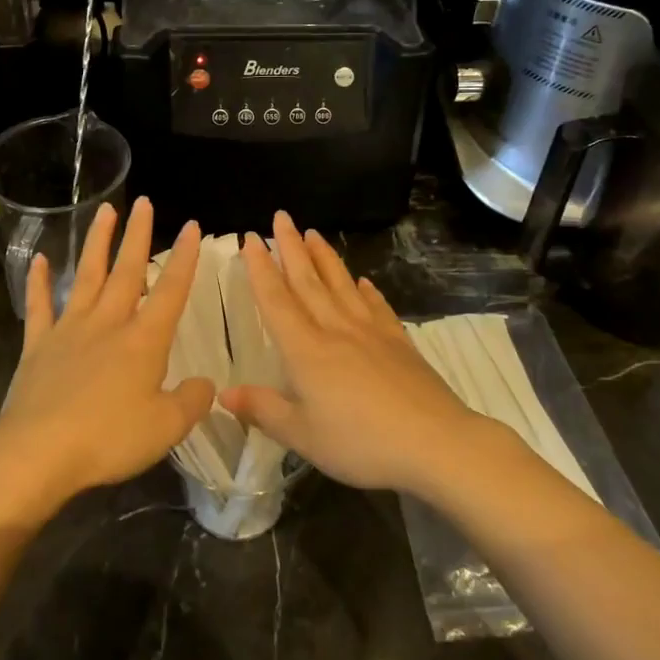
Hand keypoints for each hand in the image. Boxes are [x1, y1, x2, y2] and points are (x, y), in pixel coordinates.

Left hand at [0, 198, 214, 508]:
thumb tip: (206, 384)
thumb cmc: (108, 439)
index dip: (185, 258)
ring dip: (97, 242)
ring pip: (87, 276)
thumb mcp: (166, 428)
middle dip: (138, 235)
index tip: (192, 226)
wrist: (38, 452)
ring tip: (104, 210)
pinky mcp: (38, 346)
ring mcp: (69, 330)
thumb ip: (191, 402)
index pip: (171, 290)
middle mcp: (108, 323)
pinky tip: (39, 259)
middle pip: (127, 270)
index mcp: (143, 340)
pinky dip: (39, 282)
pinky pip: (40, 306)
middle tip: (144, 202)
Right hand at [221, 211, 475, 494]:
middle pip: (308, 280)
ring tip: (313, 233)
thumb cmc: (361, 443)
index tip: (250, 238)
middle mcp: (335, 330)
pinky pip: (377, 306)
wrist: (435, 442)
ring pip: (341, 284)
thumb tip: (224, 393)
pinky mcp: (399, 342)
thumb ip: (263, 410)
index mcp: (306, 350)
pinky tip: (363, 281)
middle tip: (281, 217)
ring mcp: (371, 332)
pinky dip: (367, 290)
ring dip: (324, 257)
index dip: (261, 269)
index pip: (276, 300)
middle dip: (291, 247)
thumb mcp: (303, 436)